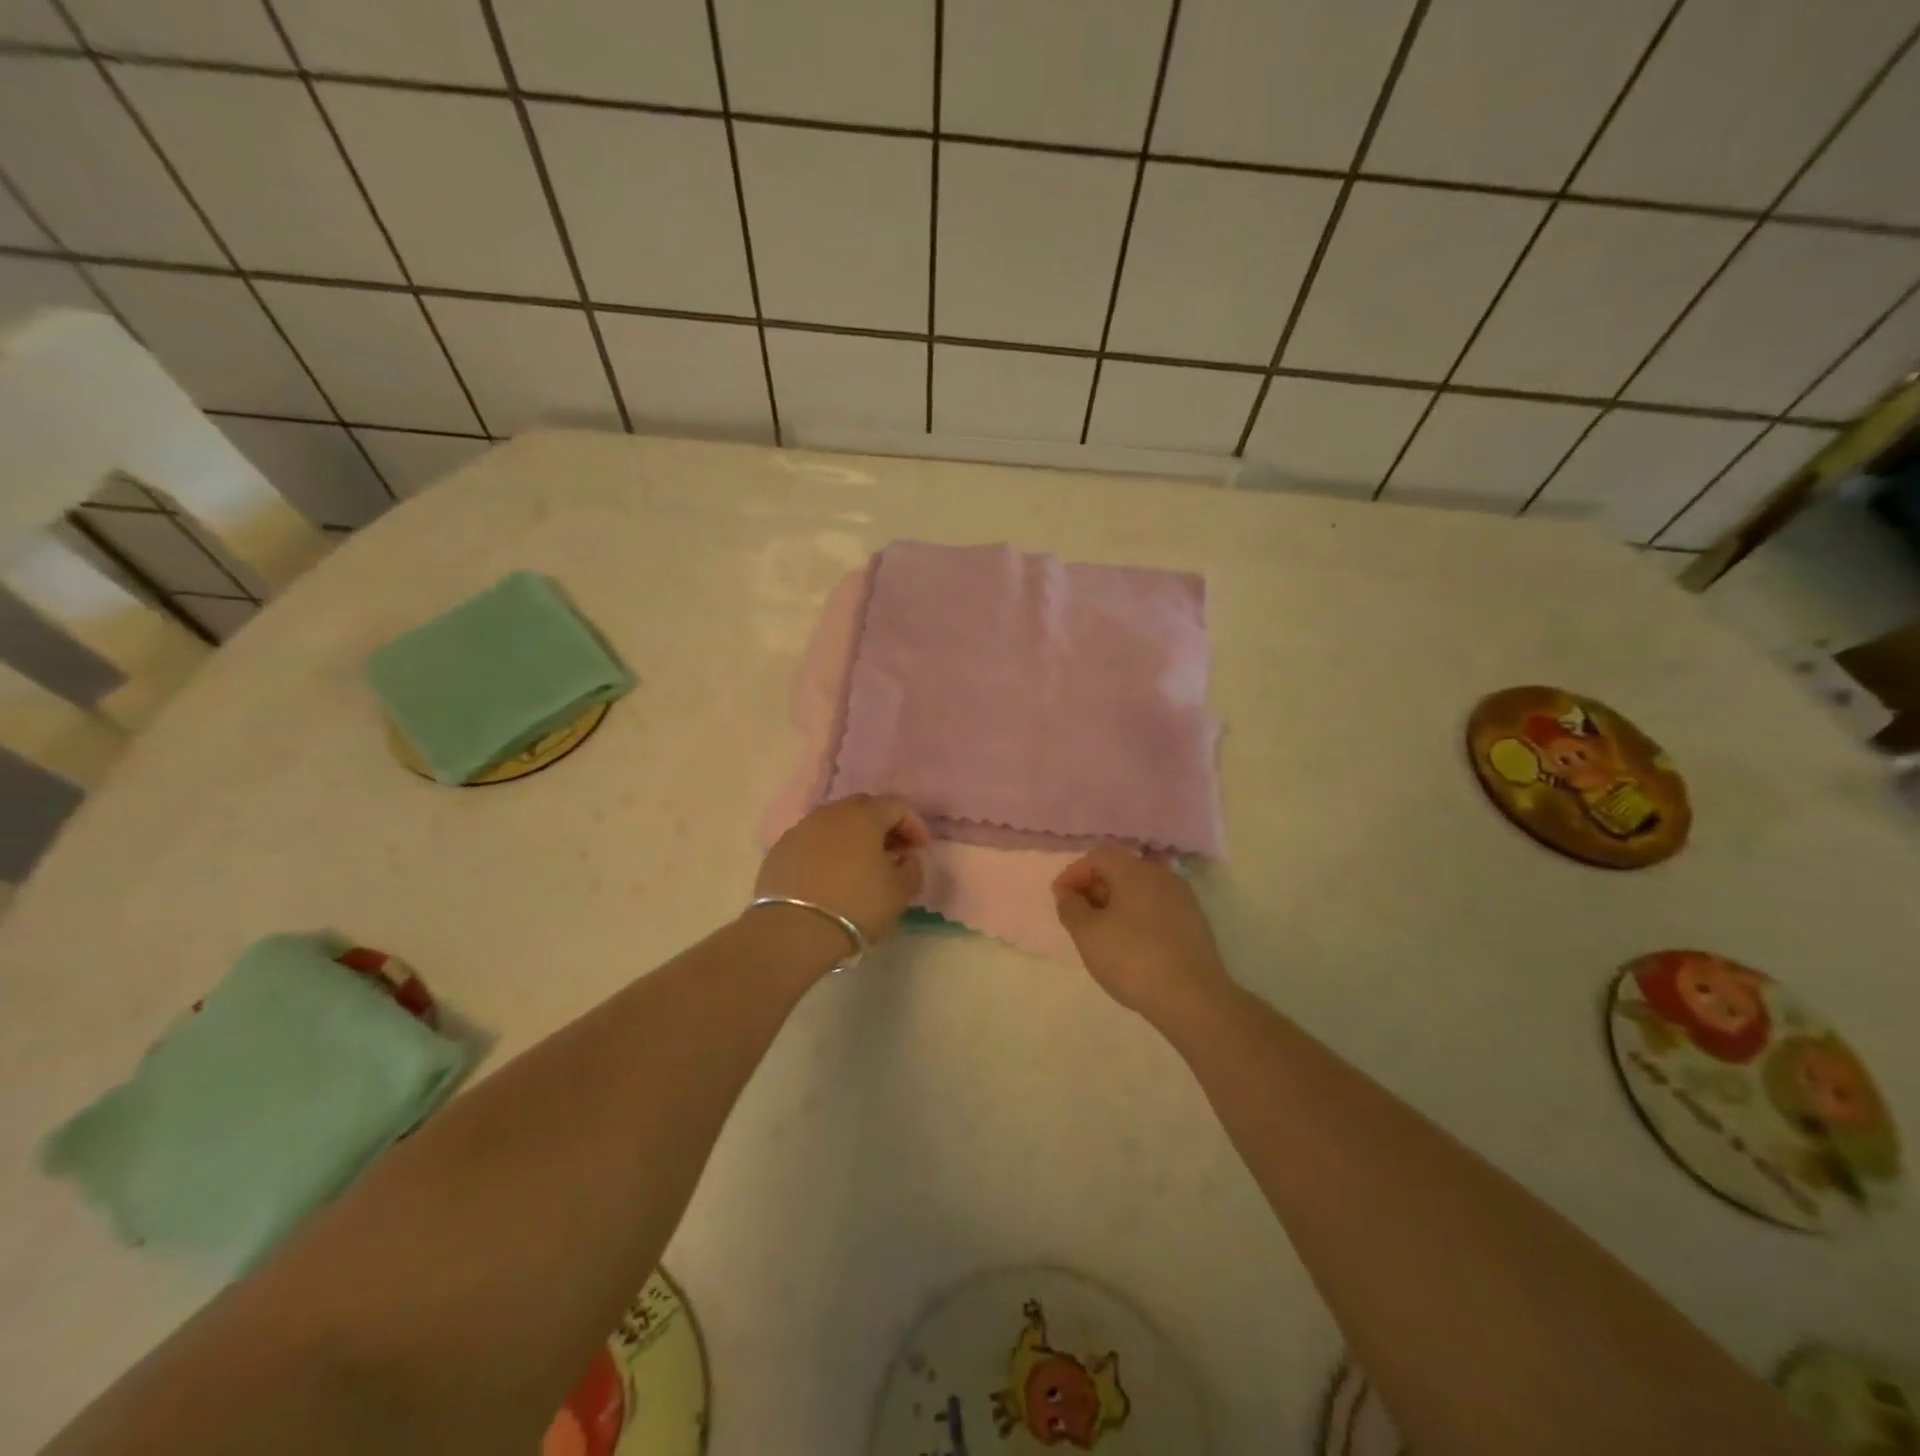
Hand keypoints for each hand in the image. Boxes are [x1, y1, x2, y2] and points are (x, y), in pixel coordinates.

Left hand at [755, 795, 929, 944]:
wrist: (793, 930)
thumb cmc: (856, 906)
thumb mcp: (899, 892)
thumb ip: (912, 868)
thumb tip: (907, 858)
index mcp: (863, 816)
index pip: (896, 806)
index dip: (913, 826)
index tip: (919, 851)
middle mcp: (830, 813)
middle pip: (863, 808)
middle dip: (882, 826)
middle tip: (892, 853)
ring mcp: (800, 829)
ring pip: (834, 823)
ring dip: (852, 838)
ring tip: (860, 866)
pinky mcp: (779, 850)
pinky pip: (811, 842)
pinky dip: (826, 852)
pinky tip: (829, 877)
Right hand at [1052, 848, 1230, 1020]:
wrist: (1193, 999)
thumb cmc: (1132, 959)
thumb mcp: (1087, 934)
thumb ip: (1070, 907)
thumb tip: (1068, 894)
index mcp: (1135, 871)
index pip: (1097, 857)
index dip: (1073, 874)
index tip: (1059, 900)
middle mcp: (1162, 876)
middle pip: (1119, 870)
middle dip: (1093, 889)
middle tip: (1077, 918)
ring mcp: (1182, 899)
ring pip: (1139, 891)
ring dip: (1114, 905)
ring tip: (1100, 935)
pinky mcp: (1193, 923)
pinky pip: (1155, 909)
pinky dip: (1135, 918)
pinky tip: (1129, 946)